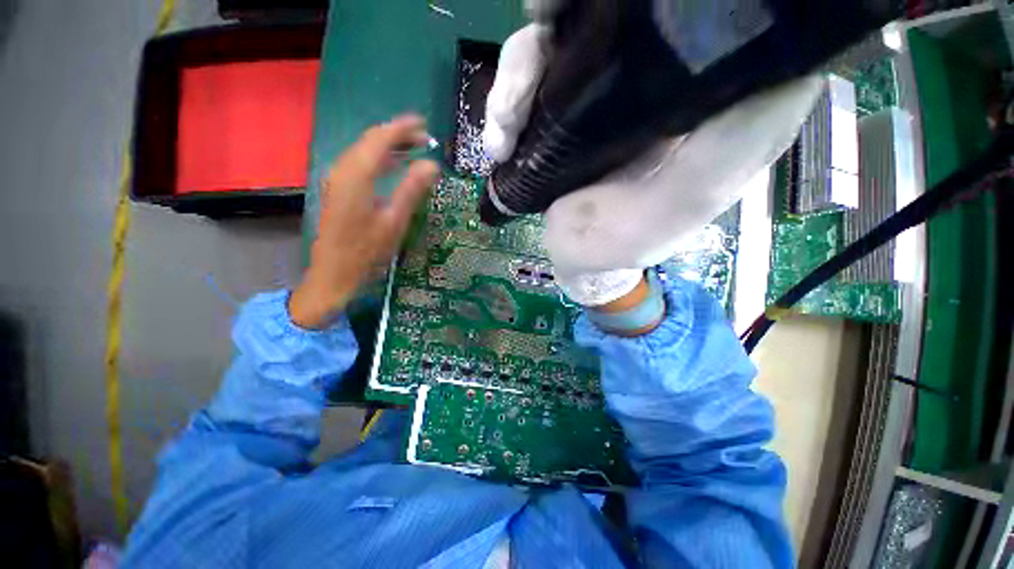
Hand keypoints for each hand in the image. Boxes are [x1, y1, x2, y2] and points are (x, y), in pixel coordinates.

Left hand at [290, 115, 439, 328]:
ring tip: (414, 148)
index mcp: (357, 176)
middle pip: (370, 141)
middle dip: (397, 135)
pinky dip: (380, 160)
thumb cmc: (367, 251)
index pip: (380, 139)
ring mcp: (338, 179)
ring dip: (389, 147)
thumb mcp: (395, 221)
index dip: (402, 128)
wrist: (334, 274)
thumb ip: (412, 189)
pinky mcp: (339, 190)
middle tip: (425, 139)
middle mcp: (343, 170)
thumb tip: (432, 165)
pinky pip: (360, 164)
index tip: (423, 123)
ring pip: (364, 151)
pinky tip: (394, 166)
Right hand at [485, 19, 821, 309]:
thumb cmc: (627, 243)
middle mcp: (655, 82)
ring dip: (519, 75)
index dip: (678, 1)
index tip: (632, 5)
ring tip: (505, 131)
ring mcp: (602, 91)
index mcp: (701, 101)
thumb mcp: (681, 209)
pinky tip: (499, 143)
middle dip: (571, 16)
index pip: (712, 16)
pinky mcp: (565, 110)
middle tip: (541, 30)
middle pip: (615, 13)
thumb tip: (784, 71)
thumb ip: (727, 152)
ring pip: (558, 41)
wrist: (579, 256)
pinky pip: (529, 81)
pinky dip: (505, 103)